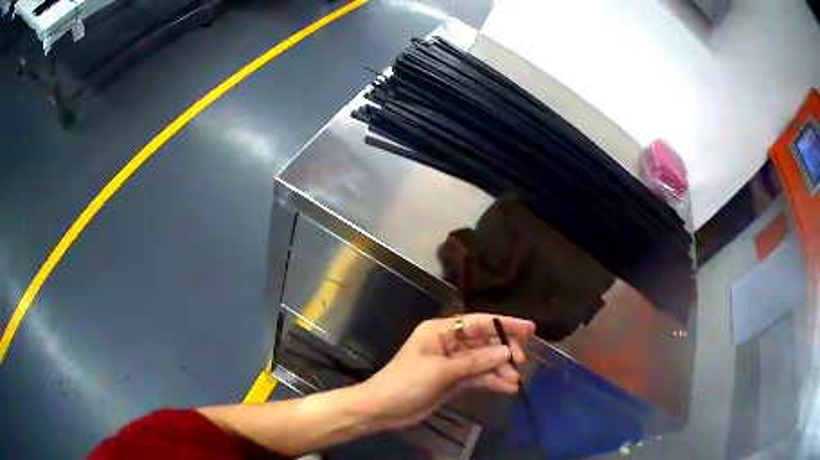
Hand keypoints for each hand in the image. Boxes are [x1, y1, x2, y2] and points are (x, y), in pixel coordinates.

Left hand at [357, 314, 534, 430]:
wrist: (382, 409)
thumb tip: (506, 352)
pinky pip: (477, 377)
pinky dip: (491, 381)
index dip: (505, 324)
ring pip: (483, 361)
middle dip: (503, 351)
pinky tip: (507, 388)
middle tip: (520, 362)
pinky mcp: (453, 380)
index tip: (529, 329)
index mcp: (441, 331)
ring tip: (515, 381)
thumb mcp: (440, 371)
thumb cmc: (406, 383)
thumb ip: (474, 361)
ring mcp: (452, 363)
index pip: (479, 322)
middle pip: (484, 342)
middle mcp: (449, 343)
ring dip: (499, 369)